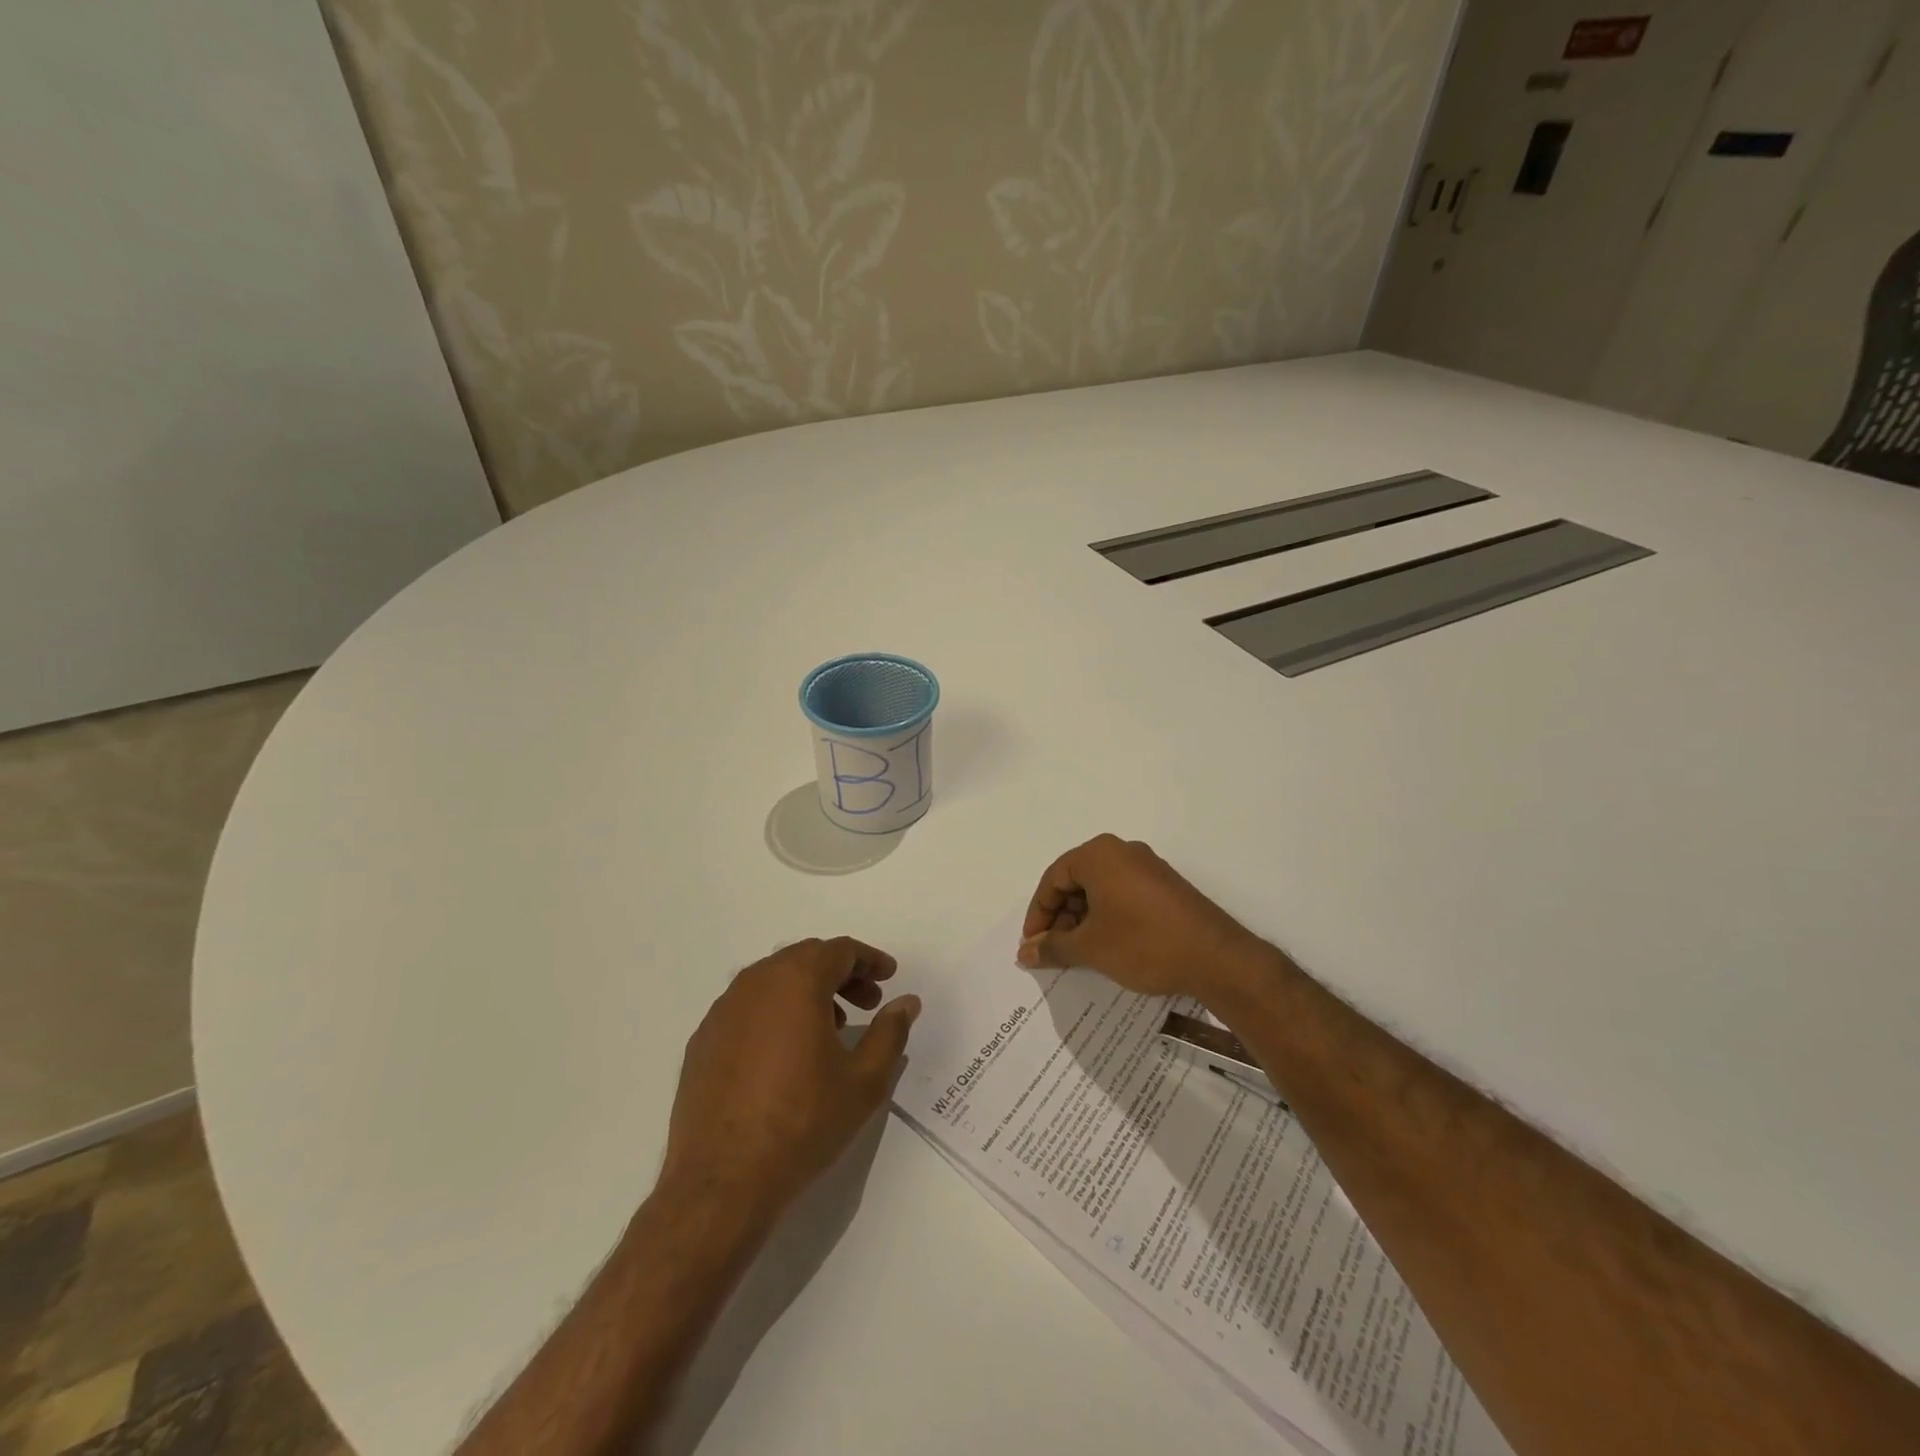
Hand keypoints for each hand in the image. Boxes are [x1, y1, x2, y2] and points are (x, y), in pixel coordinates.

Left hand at [661, 937, 918, 1215]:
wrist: (722, 1180)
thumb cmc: (803, 1123)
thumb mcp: (864, 1081)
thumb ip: (890, 1033)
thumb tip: (906, 1002)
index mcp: (796, 981)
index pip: (839, 951)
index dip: (869, 960)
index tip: (889, 977)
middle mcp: (756, 982)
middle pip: (805, 958)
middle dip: (841, 974)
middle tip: (868, 1003)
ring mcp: (722, 1010)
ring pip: (773, 981)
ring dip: (807, 991)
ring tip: (831, 1028)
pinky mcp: (702, 1039)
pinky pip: (747, 1008)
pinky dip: (775, 1013)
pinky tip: (786, 1052)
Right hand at [1017, 834, 1262, 1002]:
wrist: (1216, 958)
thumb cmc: (1143, 943)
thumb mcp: (1090, 947)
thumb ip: (1053, 947)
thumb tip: (1025, 952)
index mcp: (1099, 855)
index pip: (1053, 878)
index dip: (1038, 913)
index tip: (1033, 944)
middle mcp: (1122, 852)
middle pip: (1076, 881)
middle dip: (1060, 916)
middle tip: (1054, 950)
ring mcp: (1148, 868)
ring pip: (1100, 889)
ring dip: (1083, 919)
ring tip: (1079, 953)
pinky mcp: (1165, 887)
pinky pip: (1123, 895)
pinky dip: (1108, 917)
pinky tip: (1108, 947)